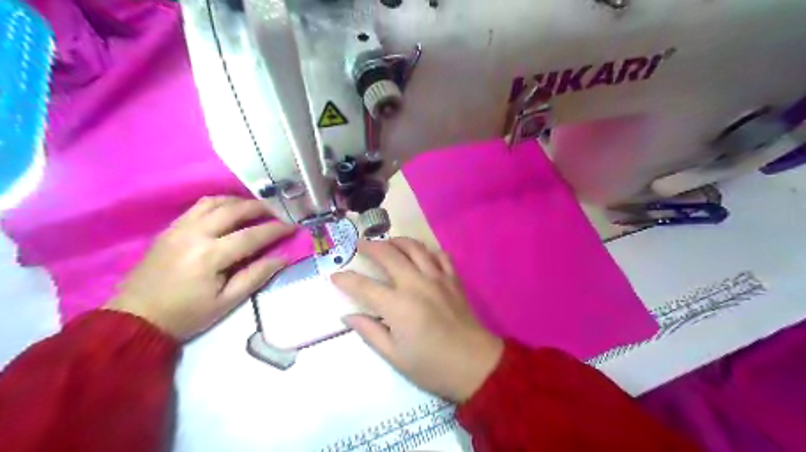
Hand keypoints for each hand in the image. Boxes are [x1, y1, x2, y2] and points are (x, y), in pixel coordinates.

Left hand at [106, 196, 294, 340]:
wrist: (135, 318)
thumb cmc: (186, 315)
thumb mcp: (227, 302)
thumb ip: (256, 276)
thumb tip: (283, 258)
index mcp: (210, 256)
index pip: (252, 235)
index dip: (276, 230)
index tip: (293, 226)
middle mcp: (195, 234)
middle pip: (234, 210)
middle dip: (261, 208)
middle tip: (279, 212)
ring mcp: (179, 228)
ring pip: (215, 202)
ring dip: (239, 201)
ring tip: (256, 209)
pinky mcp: (170, 228)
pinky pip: (198, 206)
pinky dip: (219, 203)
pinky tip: (229, 211)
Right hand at [331, 238, 501, 403]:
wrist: (475, 365)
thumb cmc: (432, 366)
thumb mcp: (395, 356)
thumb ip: (370, 332)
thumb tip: (348, 316)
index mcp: (398, 306)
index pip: (364, 286)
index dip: (346, 280)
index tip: (335, 276)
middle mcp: (416, 284)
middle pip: (389, 254)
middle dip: (370, 246)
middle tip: (360, 244)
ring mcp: (437, 278)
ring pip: (415, 247)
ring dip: (398, 241)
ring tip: (388, 242)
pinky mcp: (453, 279)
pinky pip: (440, 255)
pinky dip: (428, 251)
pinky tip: (422, 255)